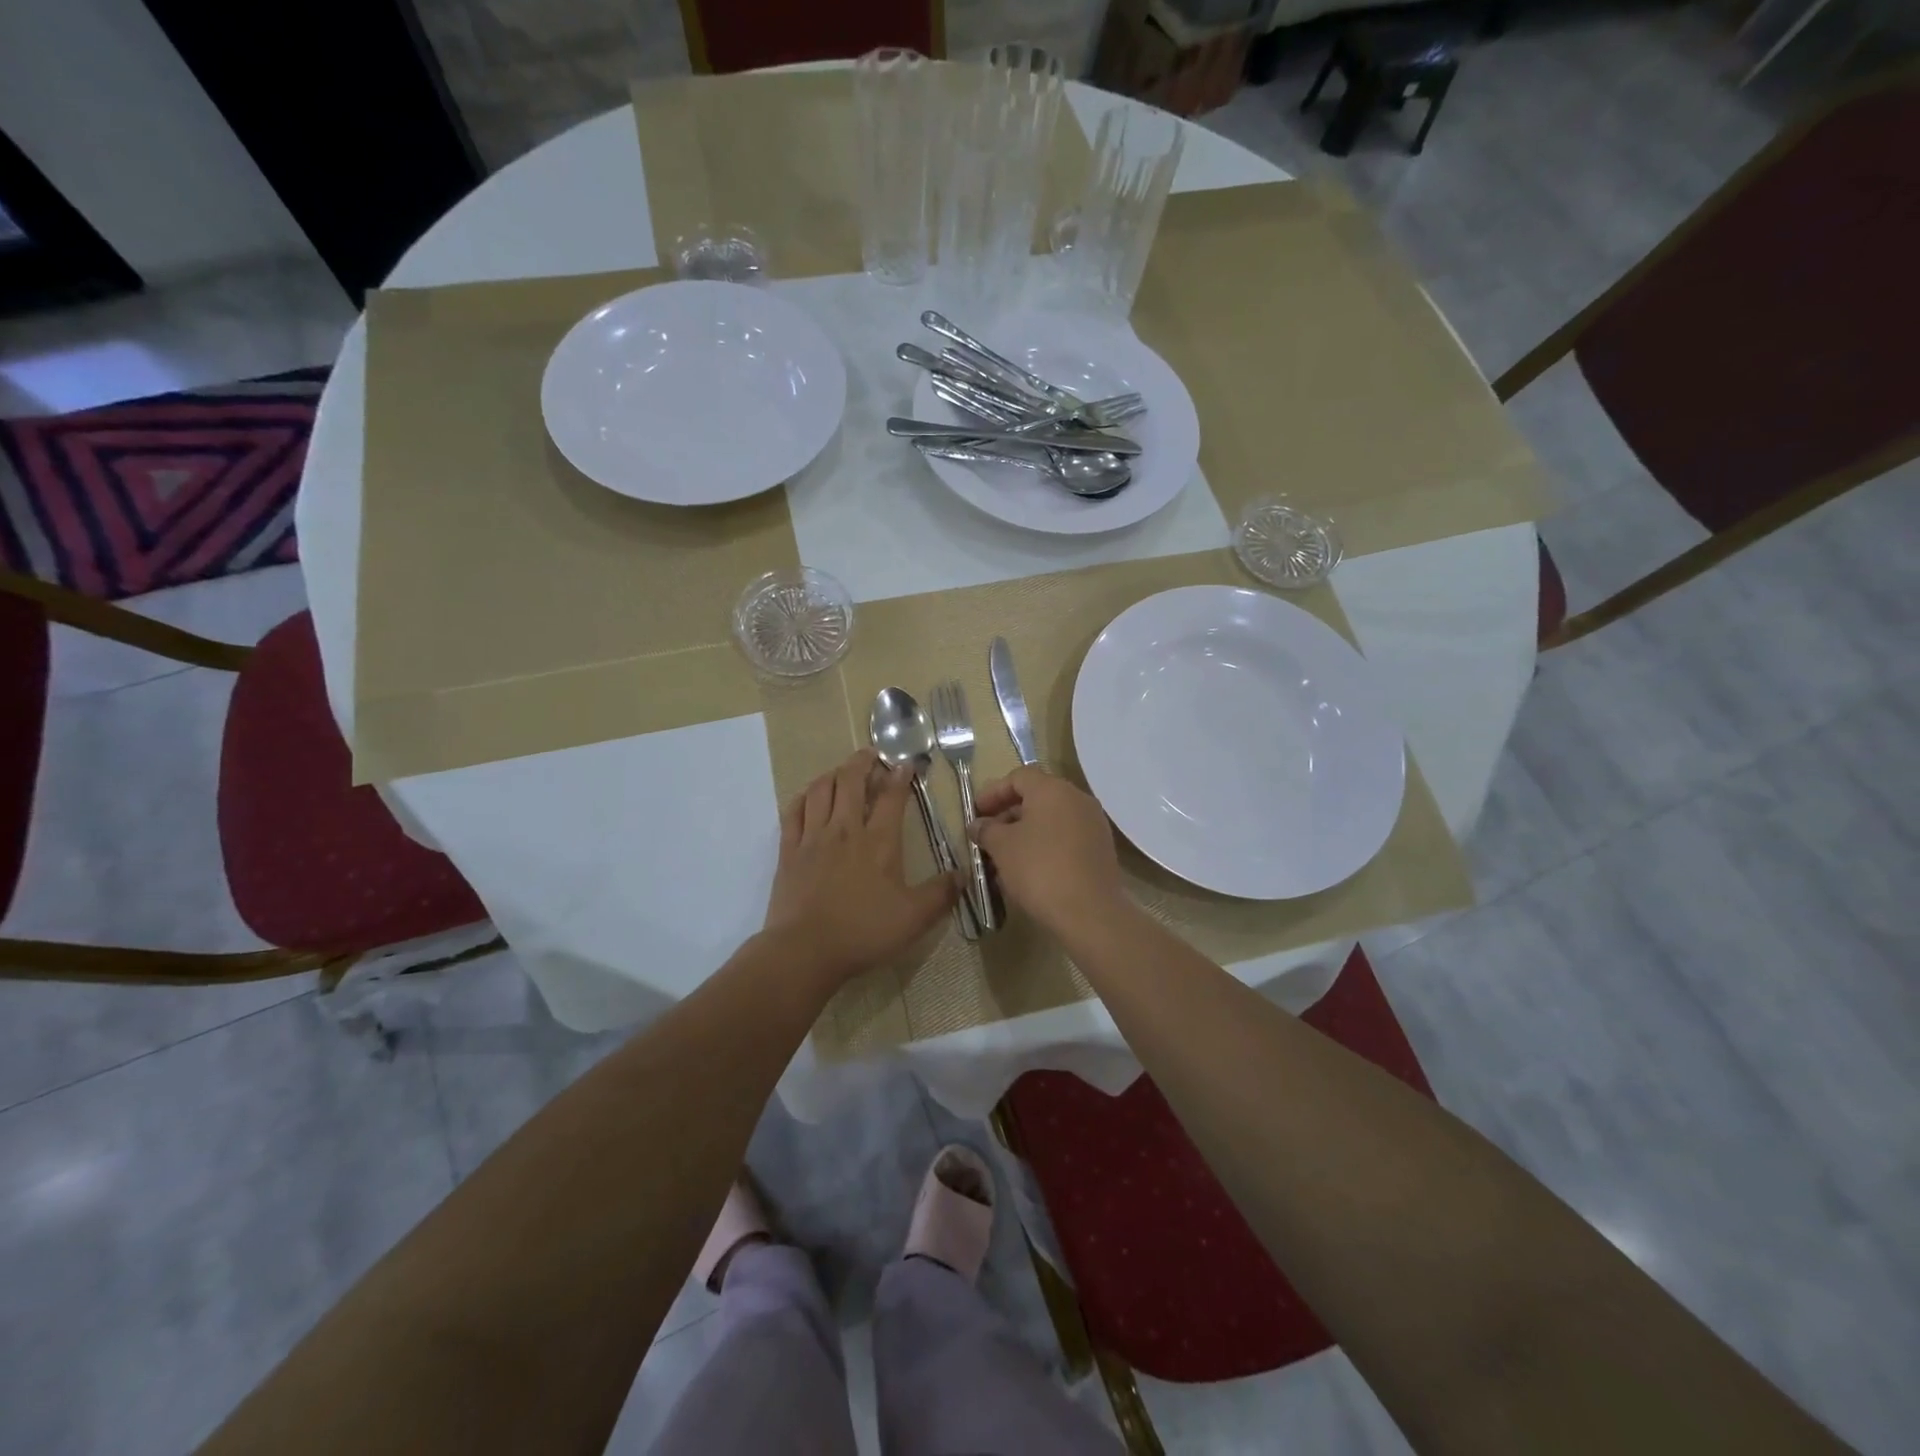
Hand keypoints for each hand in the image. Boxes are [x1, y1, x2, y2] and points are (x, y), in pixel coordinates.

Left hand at [763, 749, 958, 983]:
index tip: (906, 764)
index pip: (891, 797)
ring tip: (842, 771)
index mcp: (879, 842)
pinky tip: (808, 797)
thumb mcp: (915, 917)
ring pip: (819, 790)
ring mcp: (812, 838)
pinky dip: (802, 798)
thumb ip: (941, 894)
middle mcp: (845, 830)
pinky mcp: (789, 852)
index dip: (899, 777)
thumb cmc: (864, 932)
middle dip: (862, 762)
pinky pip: (792, 813)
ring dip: (832, 774)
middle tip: (871, 755)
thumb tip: (963, 875)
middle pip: (850, 781)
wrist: (805, 950)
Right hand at [970, 767, 1126, 933]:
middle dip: (1008, 814)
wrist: (1090, 912)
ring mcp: (1093, 824)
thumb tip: (979, 825)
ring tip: (1004, 857)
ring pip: (1052, 819)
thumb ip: (986, 830)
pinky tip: (1029, 870)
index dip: (993, 792)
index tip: (976, 813)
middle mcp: (1077, 799)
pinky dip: (1045, 845)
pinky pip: (1066, 837)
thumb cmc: (1039, 869)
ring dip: (1026, 832)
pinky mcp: (1101, 849)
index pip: (1018, 777)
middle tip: (987, 836)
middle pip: (1037, 796)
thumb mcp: (1002, 847)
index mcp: (1053, 789)